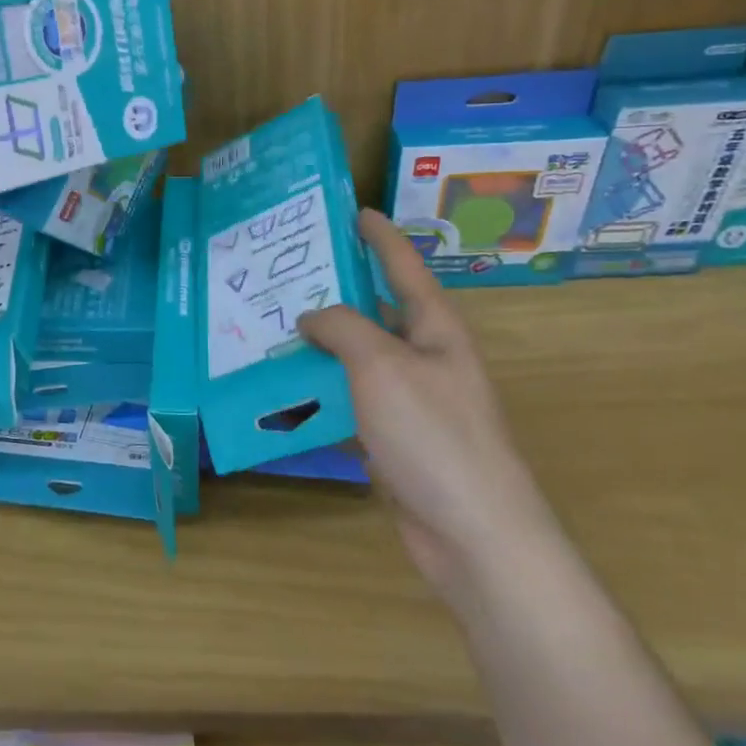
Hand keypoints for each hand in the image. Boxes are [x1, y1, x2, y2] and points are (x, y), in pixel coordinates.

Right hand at [299, 210, 559, 596]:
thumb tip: (312, 318)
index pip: (404, 268)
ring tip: (271, 330)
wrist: (474, 535)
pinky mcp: (394, 441)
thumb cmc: (433, 434)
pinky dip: (320, 396)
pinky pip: (350, 404)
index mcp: (435, 330)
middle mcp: (425, 359)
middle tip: (287, 273)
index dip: (381, 238)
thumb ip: (343, 328)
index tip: (355, 210)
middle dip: (335, 292)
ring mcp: (411, 402)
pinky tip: (285, 395)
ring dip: (319, 348)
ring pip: (357, 361)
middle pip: (375, 313)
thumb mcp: (382, 365)